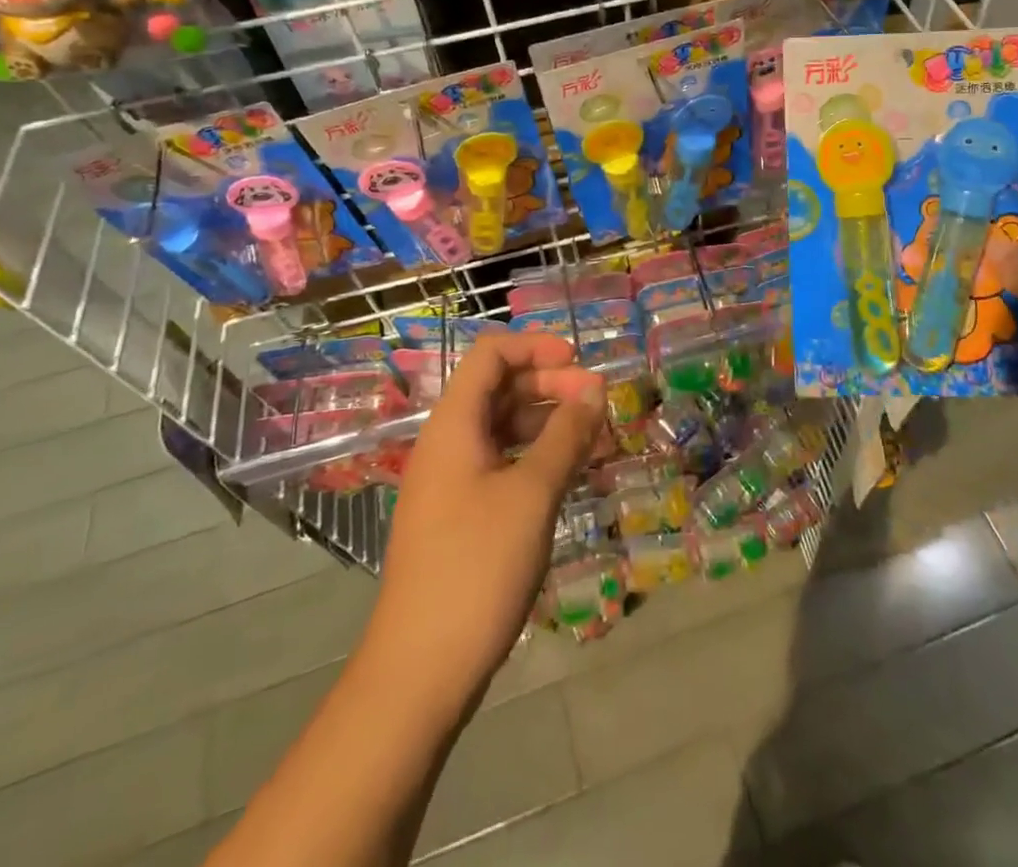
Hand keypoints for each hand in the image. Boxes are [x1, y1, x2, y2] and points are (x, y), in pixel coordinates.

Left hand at [364, 333, 604, 715]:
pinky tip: (571, 474)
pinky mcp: (460, 516)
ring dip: (548, 424)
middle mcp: (448, 444)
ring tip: (595, 439)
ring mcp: (451, 482)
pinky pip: (502, 465)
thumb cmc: (477, 567)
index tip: (579, 363)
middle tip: (597, 403)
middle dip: (550, 385)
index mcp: (453, 425)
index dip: (535, 347)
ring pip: (503, 429)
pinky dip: (537, 459)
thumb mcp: (532, 494)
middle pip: (499, 388)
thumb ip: (566, 435)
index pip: (490, 354)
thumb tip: (595, 388)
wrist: (420, 671)